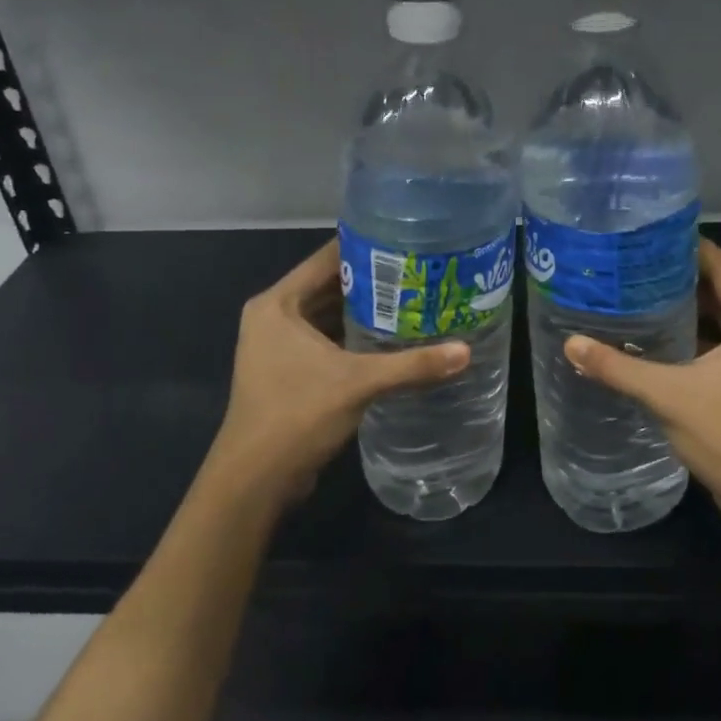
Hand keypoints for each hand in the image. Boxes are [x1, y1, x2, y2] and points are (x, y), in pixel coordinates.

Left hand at [202, 238, 470, 510]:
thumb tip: (465, 352)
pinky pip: (326, 341)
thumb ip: (412, 365)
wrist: (255, 480)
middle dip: (372, 281)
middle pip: (329, 286)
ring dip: (364, 312)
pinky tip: (391, 339)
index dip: (366, 246)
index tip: (406, 240)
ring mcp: (278, 346)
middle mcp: (274, 317)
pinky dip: (354, 338)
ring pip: (329, 316)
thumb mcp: (358, 383)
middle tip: (419, 271)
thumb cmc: (297, 415)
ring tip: (413, 299)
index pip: (327, 259)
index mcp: (278, 304)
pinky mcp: (288, 371)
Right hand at [563, 238, 720, 535]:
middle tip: (639, 260)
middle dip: (687, 272)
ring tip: (643, 289)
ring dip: (691, 302)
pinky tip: (659, 333)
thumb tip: (571, 343)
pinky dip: (696, 330)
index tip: (650, 236)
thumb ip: (618, 367)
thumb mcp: (668, 395)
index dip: (692, 248)